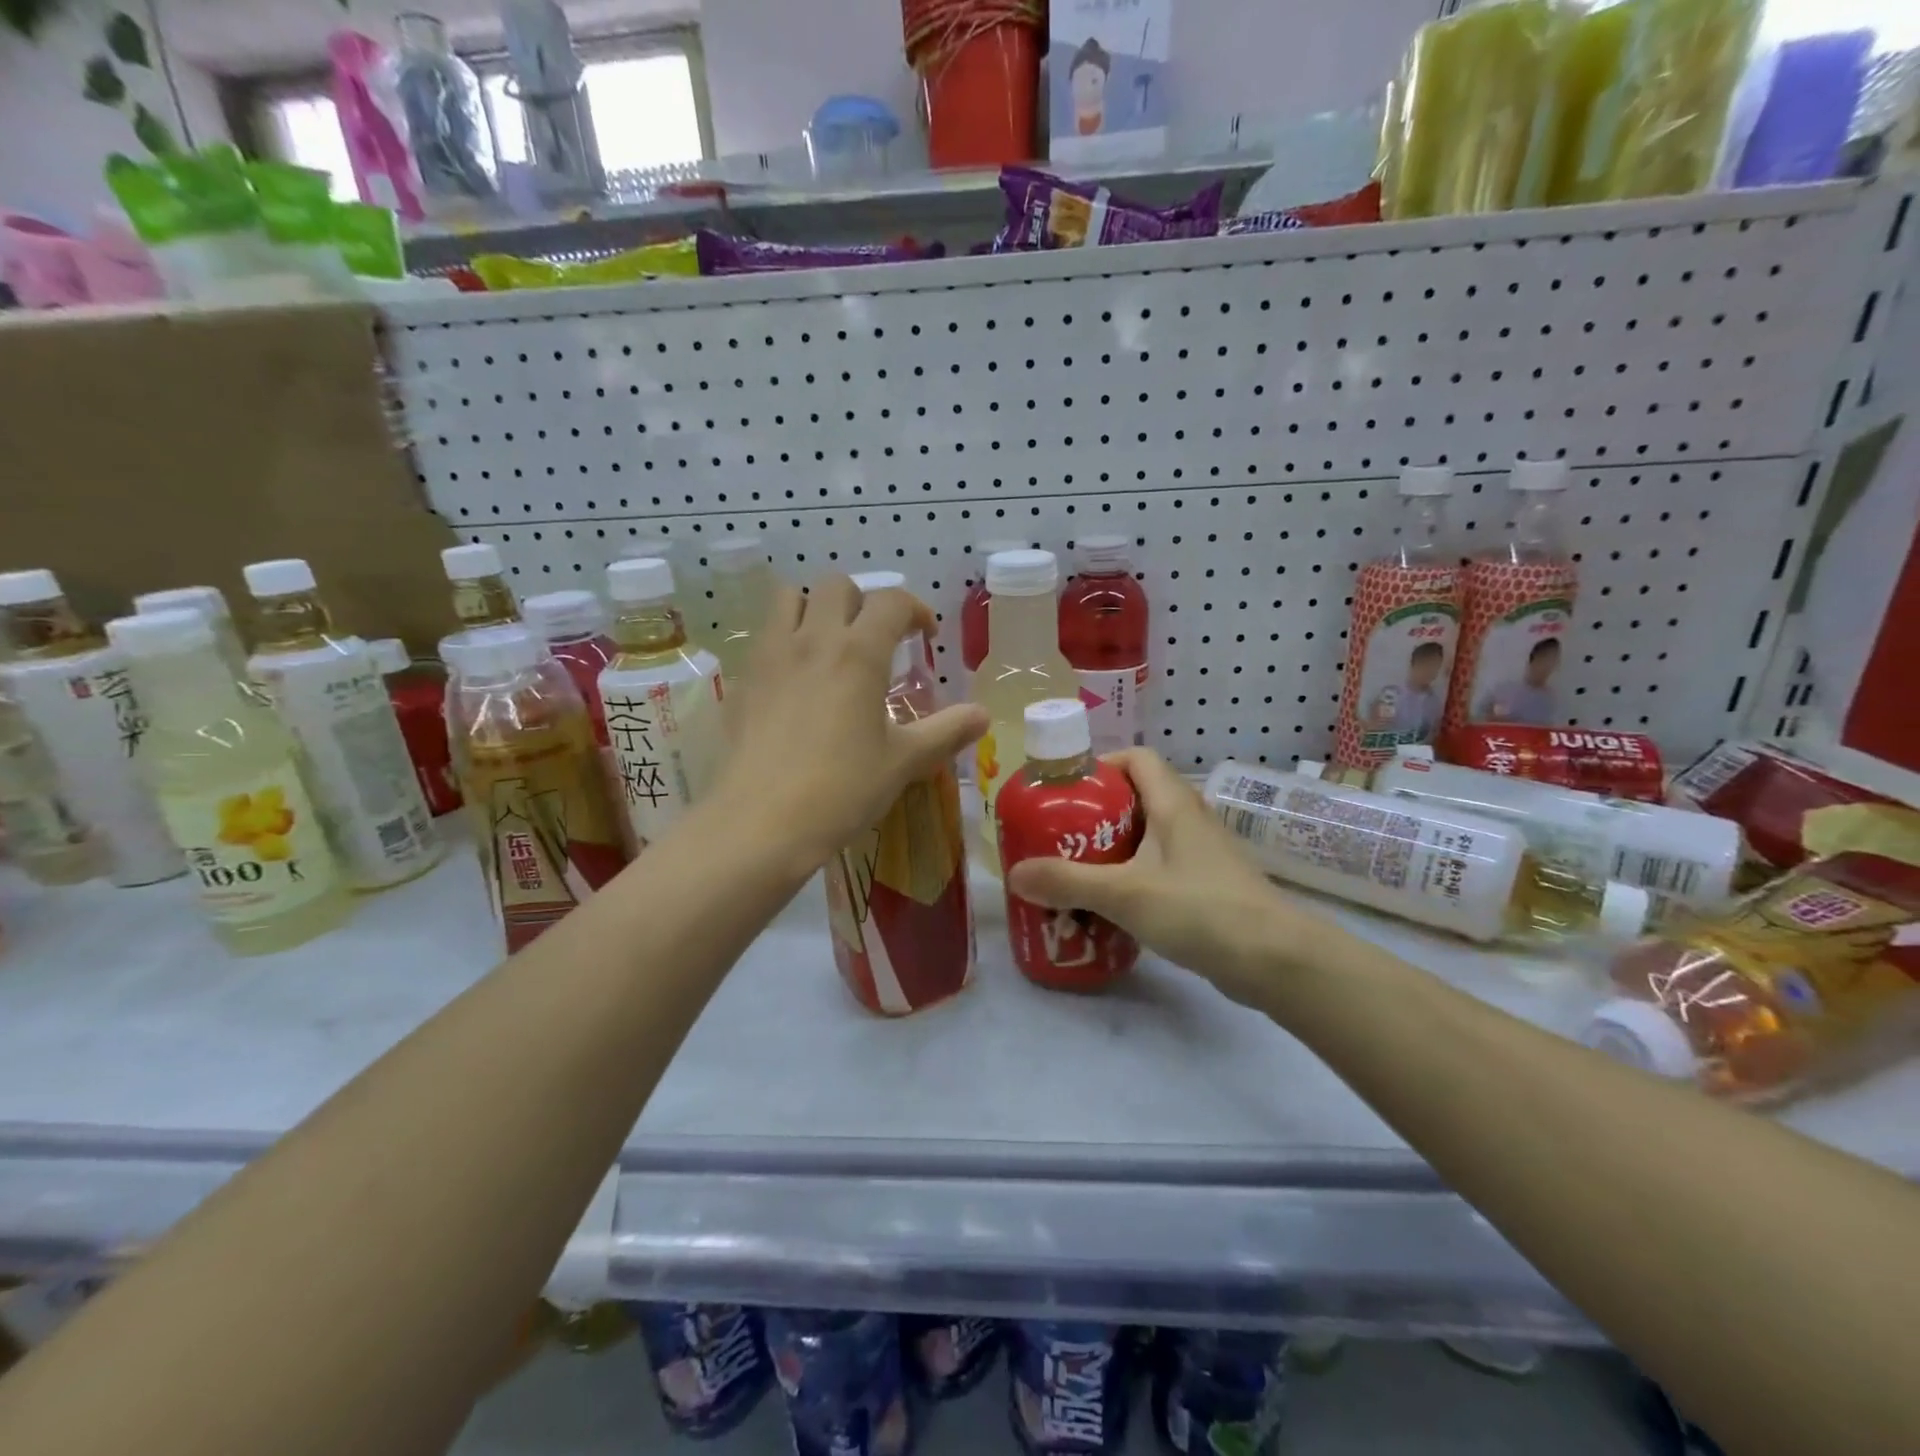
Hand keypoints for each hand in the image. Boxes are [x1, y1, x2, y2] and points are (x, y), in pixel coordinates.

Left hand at [718, 575, 986, 869]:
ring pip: (790, 599)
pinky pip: (764, 637)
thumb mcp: (903, 762)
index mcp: (859, 653)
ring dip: (816, 609)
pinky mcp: (742, 680)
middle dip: (863, 602)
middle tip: (877, 640)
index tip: (926, 637)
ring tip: (831, 644)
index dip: (916, 610)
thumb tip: (983, 714)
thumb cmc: (842, 790)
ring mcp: (770, 656)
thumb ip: (946, 732)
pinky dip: (785, 641)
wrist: (762, 823)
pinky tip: (795, 683)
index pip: (892, 602)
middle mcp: (812, 640)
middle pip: (837, 586)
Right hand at [1005, 749, 1340, 1006]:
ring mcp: (1201, 854)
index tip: (1065, 791)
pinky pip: (1160, 868)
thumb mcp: (1125, 894)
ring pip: (1148, 836)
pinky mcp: (1206, 886)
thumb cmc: (1200, 909)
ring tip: (1074, 872)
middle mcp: (1189, 819)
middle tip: (1058, 837)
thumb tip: (1015, 873)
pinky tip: (1111, 905)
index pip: (1136, 758)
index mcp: (1173, 803)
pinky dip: (1133, 877)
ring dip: (1112, 849)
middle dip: (1095, 813)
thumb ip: (1067, 882)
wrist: (1275, 960)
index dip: (1100, 765)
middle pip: (1136, 798)